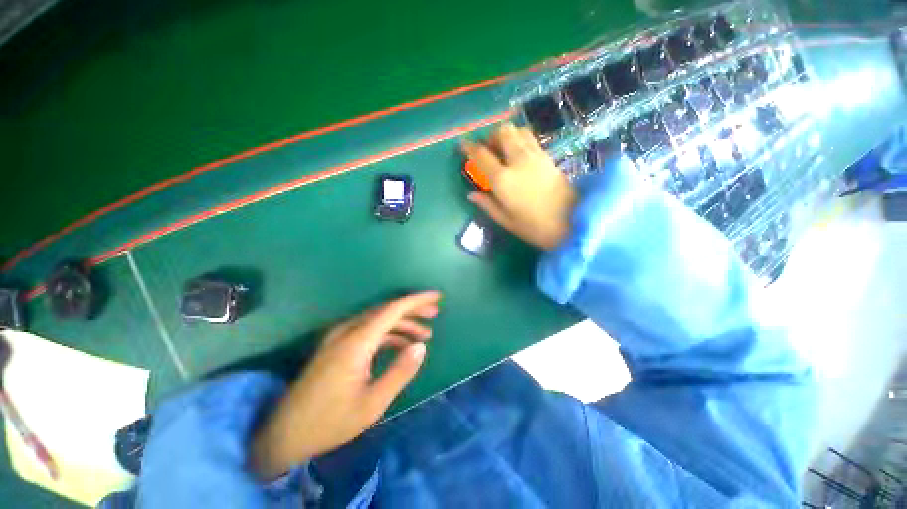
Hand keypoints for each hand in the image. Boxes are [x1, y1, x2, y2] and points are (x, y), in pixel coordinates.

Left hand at [250, 291, 440, 479]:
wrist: (284, 434)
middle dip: (412, 310)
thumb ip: (399, 372)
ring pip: (378, 320)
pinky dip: (388, 334)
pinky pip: (368, 331)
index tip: (436, 297)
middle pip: (386, 311)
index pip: (392, 310)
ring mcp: (339, 337)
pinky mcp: (336, 346)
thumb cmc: (331, 422)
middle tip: (435, 315)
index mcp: (356, 342)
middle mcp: (347, 332)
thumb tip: (421, 347)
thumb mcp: (372, 403)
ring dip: (402, 324)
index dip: (416, 301)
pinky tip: (401, 345)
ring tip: (424, 334)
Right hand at [462, 123, 576, 249]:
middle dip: (492, 136)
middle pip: (503, 132)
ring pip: (519, 131)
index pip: (482, 155)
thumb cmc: (534, 227)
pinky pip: (532, 140)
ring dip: (508, 135)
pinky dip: (522, 140)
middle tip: (489, 149)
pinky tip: (520, 155)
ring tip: (505, 150)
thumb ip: (487, 204)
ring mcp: (536, 157)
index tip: (463, 145)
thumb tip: (471, 194)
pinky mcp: (549, 158)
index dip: (470, 147)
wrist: (572, 223)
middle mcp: (518, 161)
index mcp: (503, 179)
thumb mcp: (506, 220)